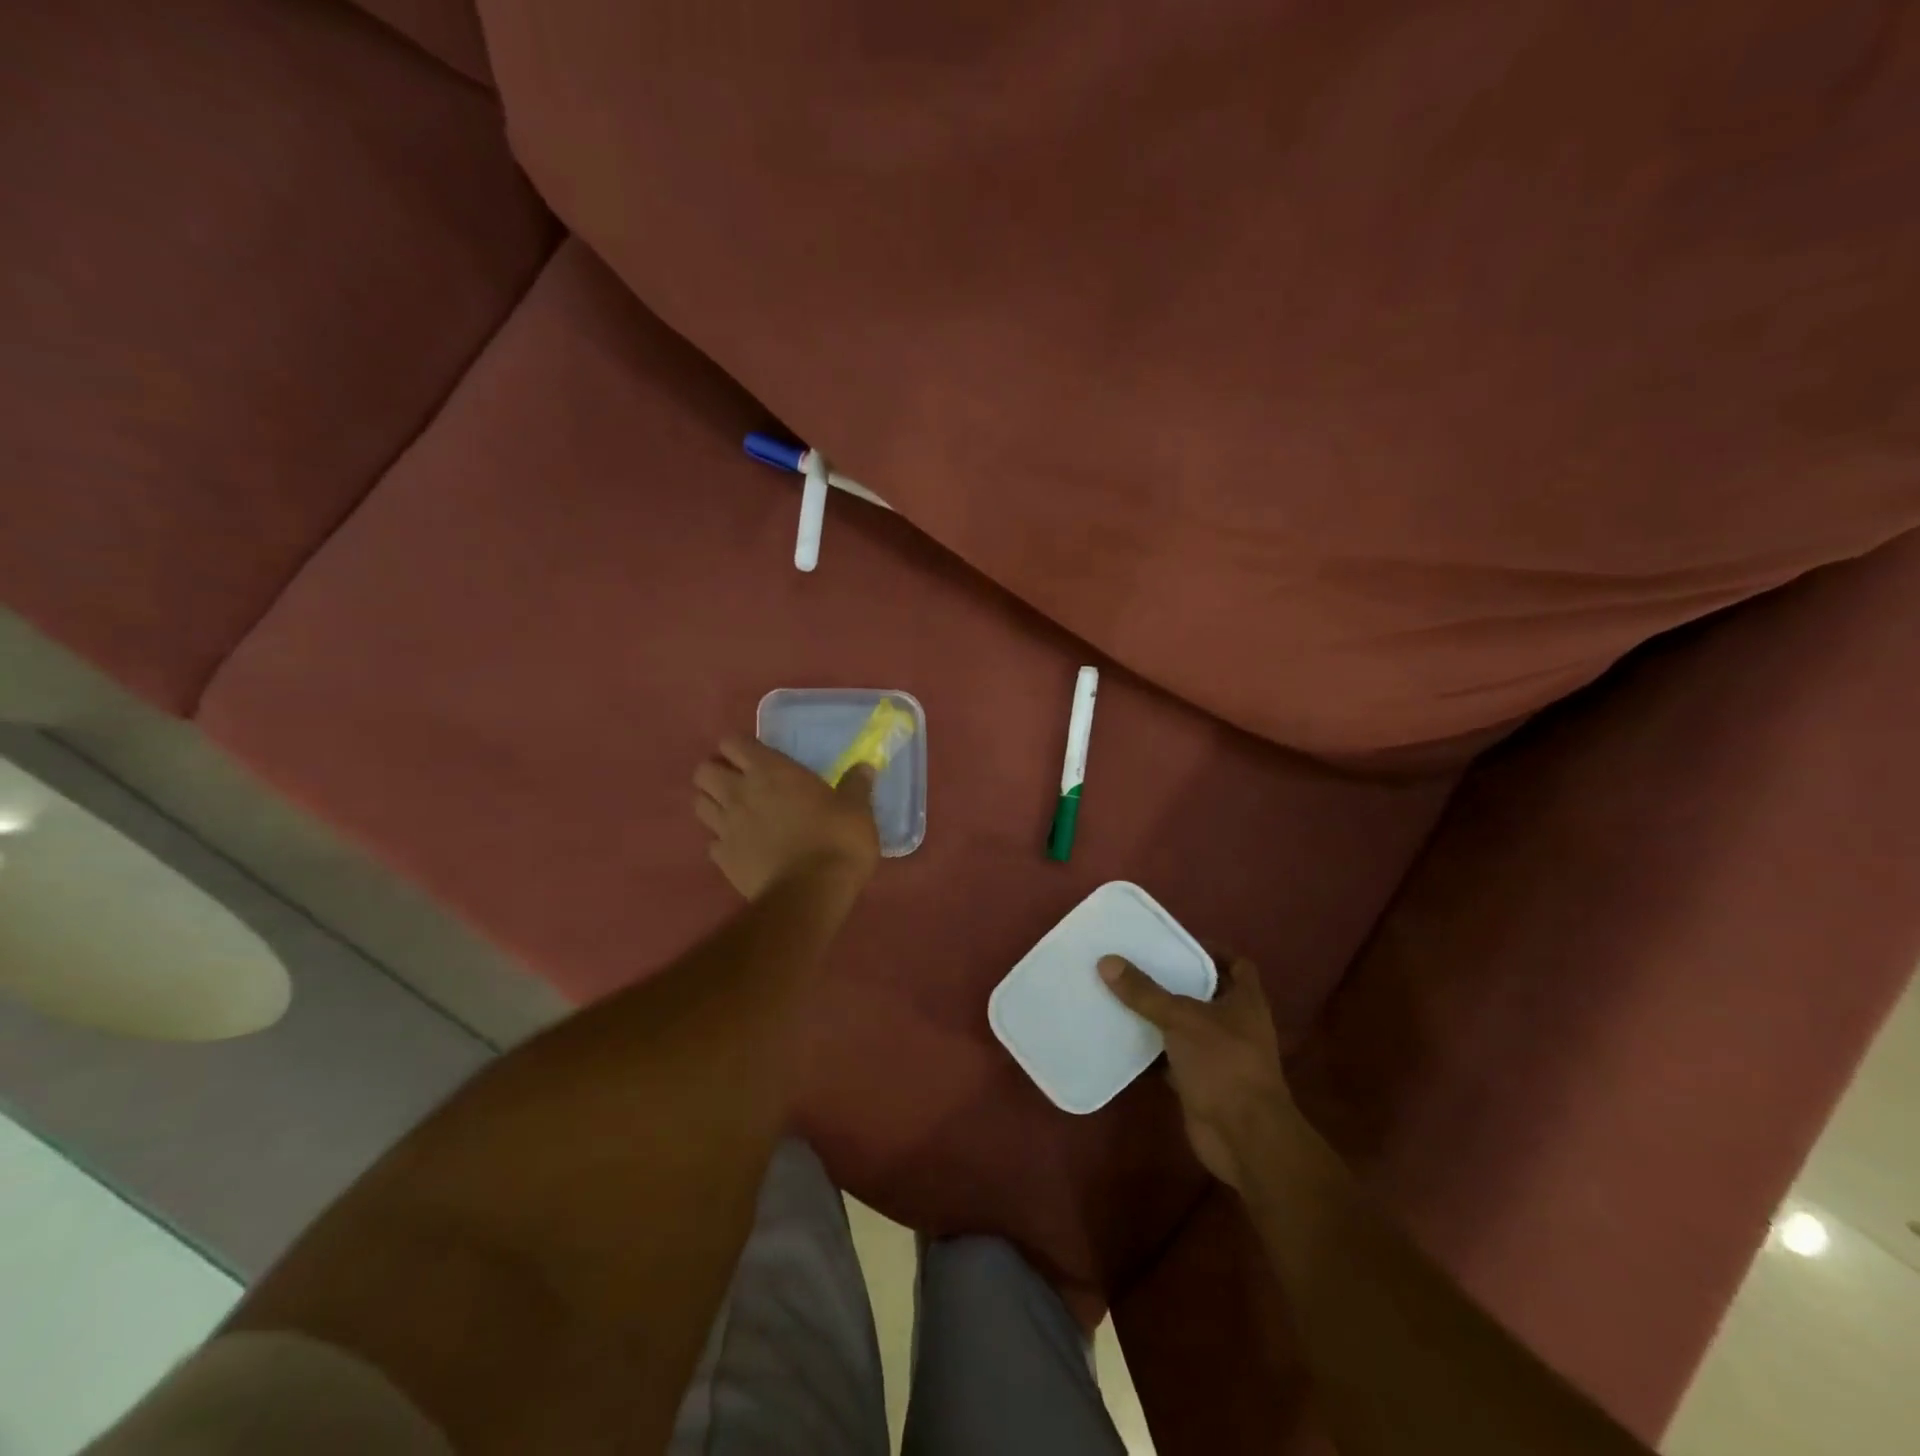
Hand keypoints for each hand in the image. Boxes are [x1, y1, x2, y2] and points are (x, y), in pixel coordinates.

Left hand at [694, 737, 880, 899]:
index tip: (759, 757)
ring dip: (713, 803)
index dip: (741, 747)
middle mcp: (739, 793)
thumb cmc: (837, 840)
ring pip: (699, 804)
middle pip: (704, 770)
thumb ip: (856, 785)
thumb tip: (865, 768)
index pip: (733, 742)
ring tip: (736, 812)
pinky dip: (722, 841)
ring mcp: (726, 827)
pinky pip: (711, 842)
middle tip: (741, 782)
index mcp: (770, 771)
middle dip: (717, 772)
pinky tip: (742, 847)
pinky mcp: (722, 860)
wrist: (811, 893)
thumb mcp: (857, 809)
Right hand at [1099, 950, 1294, 1190]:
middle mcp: (1236, 1025)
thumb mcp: (1181, 1019)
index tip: (1176, 943)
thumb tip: (1107, 961)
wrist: (1244, 1138)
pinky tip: (1121, 1038)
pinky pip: (1171, 1058)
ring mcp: (1219, 1056)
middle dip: (1174, 981)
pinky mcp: (1200, 1082)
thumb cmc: (1224, 1064)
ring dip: (1159, 1016)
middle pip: (1205, 993)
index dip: (1212, 951)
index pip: (1236, 964)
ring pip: (1184, 1026)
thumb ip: (1145, 992)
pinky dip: (1150, 1050)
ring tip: (1122, 994)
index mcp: (1245, 1001)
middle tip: (1137, 964)